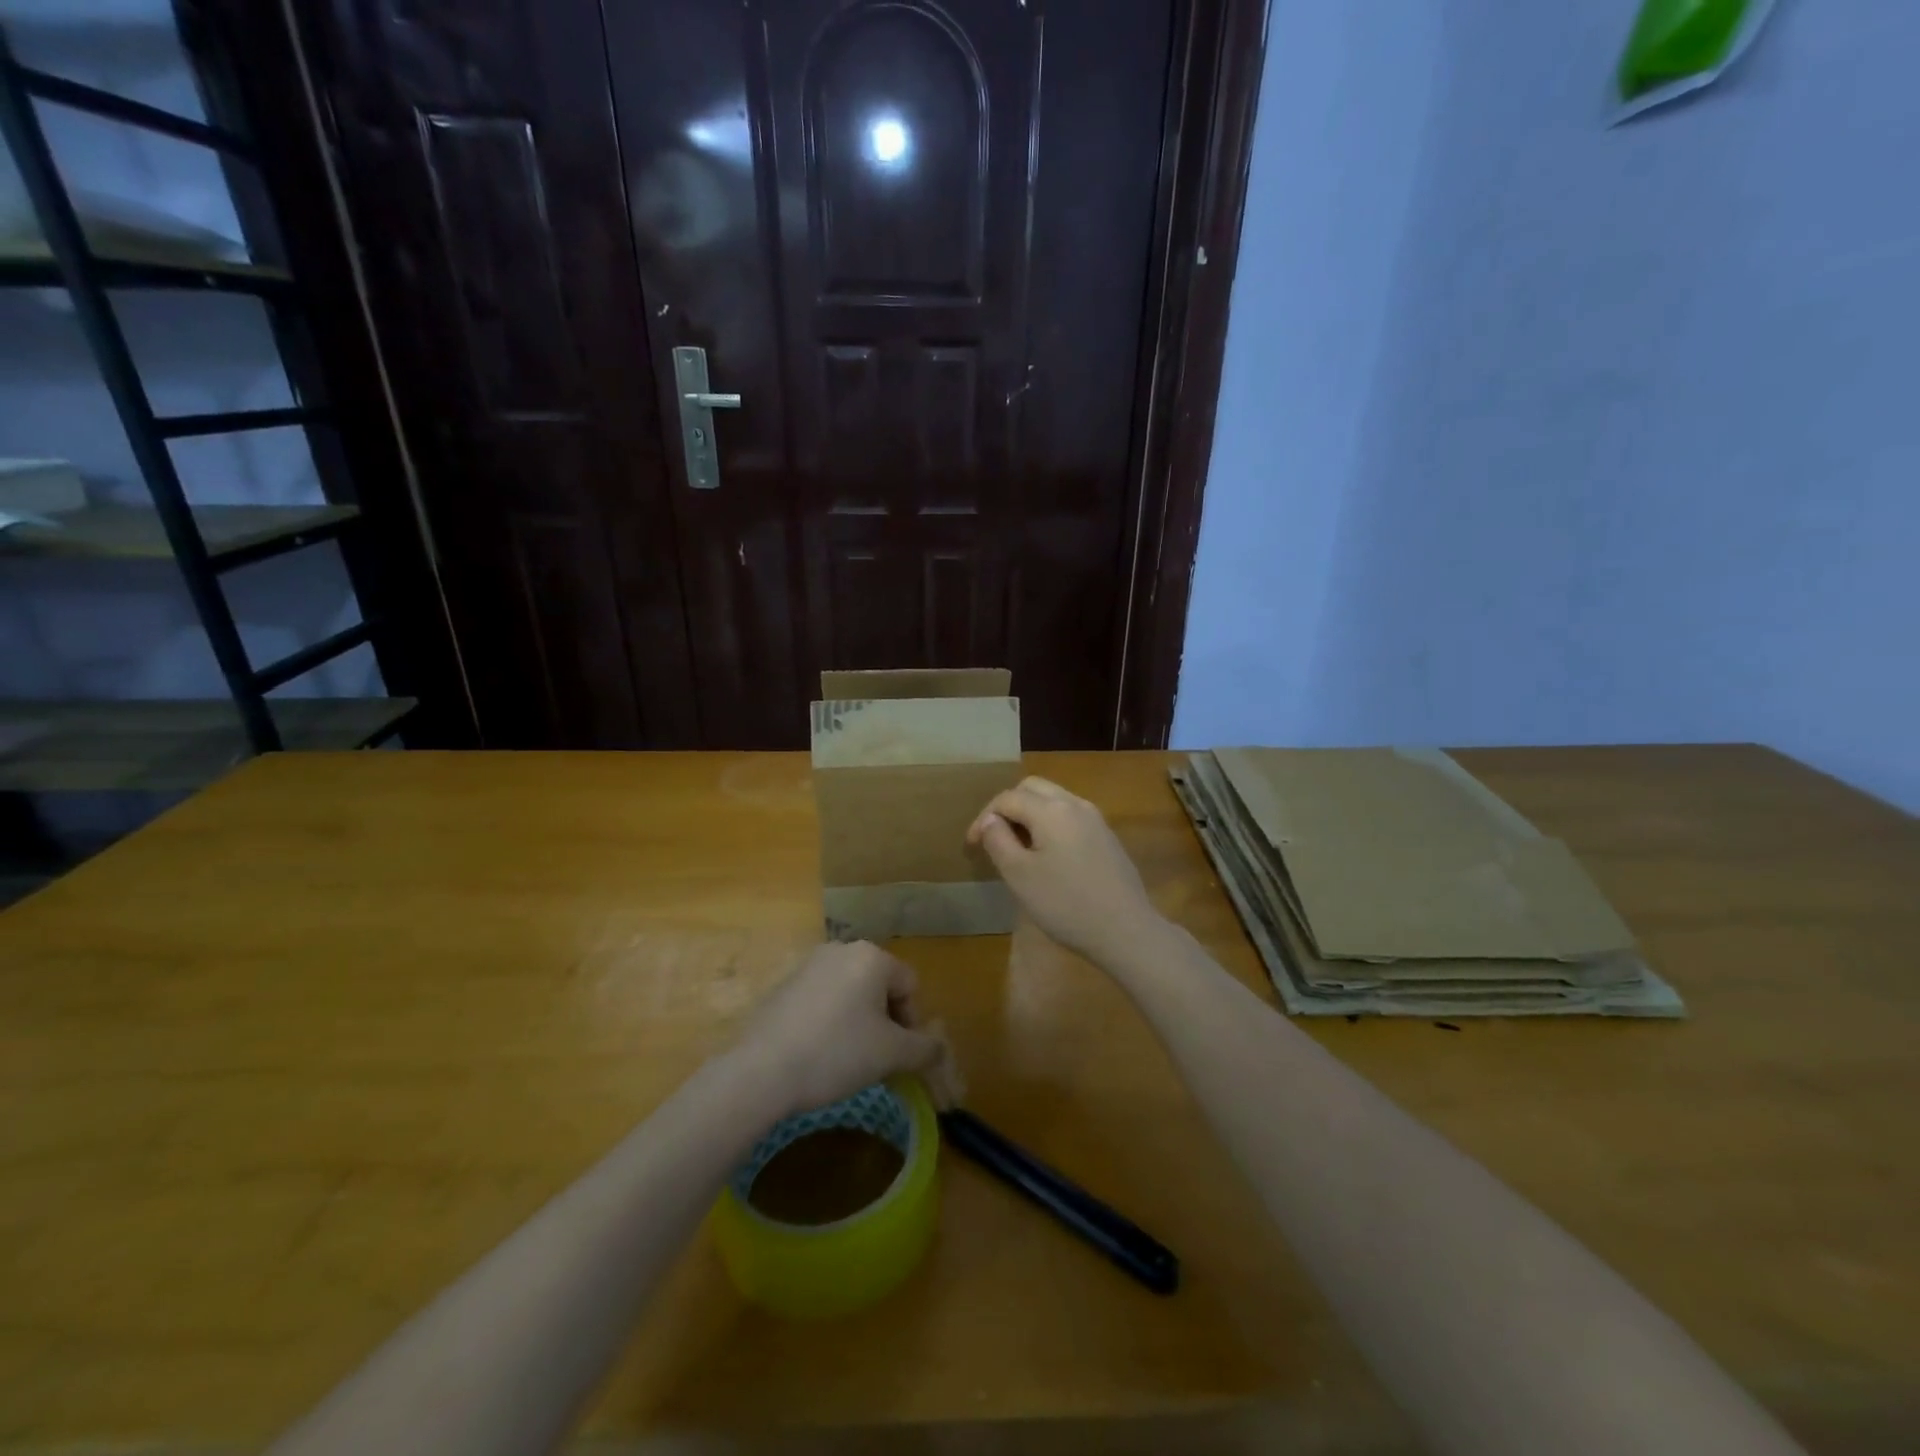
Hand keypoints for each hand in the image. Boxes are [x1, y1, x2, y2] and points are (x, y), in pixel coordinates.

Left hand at [732, 941, 963, 1118]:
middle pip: (880, 986)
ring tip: (846, 1060)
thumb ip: (925, 1048)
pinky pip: (822, 1001)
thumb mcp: (891, 1054)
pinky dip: (829, 1023)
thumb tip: (939, 1048)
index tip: (898, 1056)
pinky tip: (817, 1053)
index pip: (910, 986)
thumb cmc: (837, 1053)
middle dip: (885, 1022)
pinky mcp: (783, 985)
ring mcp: (808, 965)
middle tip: (876, 1060)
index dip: (911, 1024)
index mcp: (871, 956)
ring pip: (850, 994)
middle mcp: (841, 950)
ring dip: (858, 1023)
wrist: (761, 1071)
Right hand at [966, 776, 1163, 965]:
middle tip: (994, 837)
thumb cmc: (1065, 904)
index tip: (971, 846)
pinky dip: (1050, 823)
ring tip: (1017, 845)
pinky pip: (1070, 816)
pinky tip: (1047, 855)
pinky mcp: (1107, 837)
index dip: (984, 817)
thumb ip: (998, 841)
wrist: (1125, 930)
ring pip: (1054, 800)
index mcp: (1051, 810)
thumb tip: (990, 820)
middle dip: (1008, 806)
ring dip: (1030, 813)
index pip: (1007, 798)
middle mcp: (1075, 804)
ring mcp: (1096, 819)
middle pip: (1033, 788)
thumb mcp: (1019, 875)